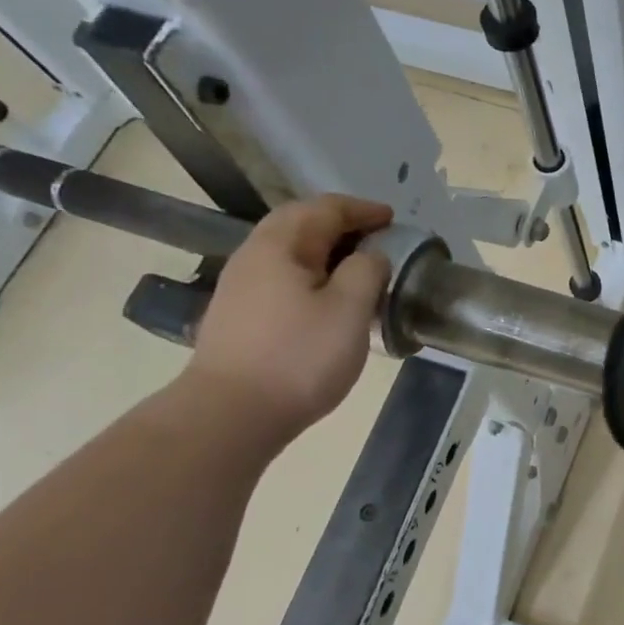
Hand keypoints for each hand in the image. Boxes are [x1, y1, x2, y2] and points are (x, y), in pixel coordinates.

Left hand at [182, 194, 393, 444]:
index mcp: (281, 245)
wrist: (230, 415)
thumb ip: (367, 271)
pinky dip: (311, 275)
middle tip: (377, 239)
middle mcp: (254, 256)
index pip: (325, 209)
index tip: (392, 220)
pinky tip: (327, 301)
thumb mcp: (350, 310)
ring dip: (325, 251)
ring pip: (289, 253)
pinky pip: (281, 278)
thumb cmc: (299, 357)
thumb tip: (371, 256)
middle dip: (341, 225)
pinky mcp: (239, 316)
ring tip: (357, 269)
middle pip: (300, 224)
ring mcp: (240, 287)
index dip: (362, 210)